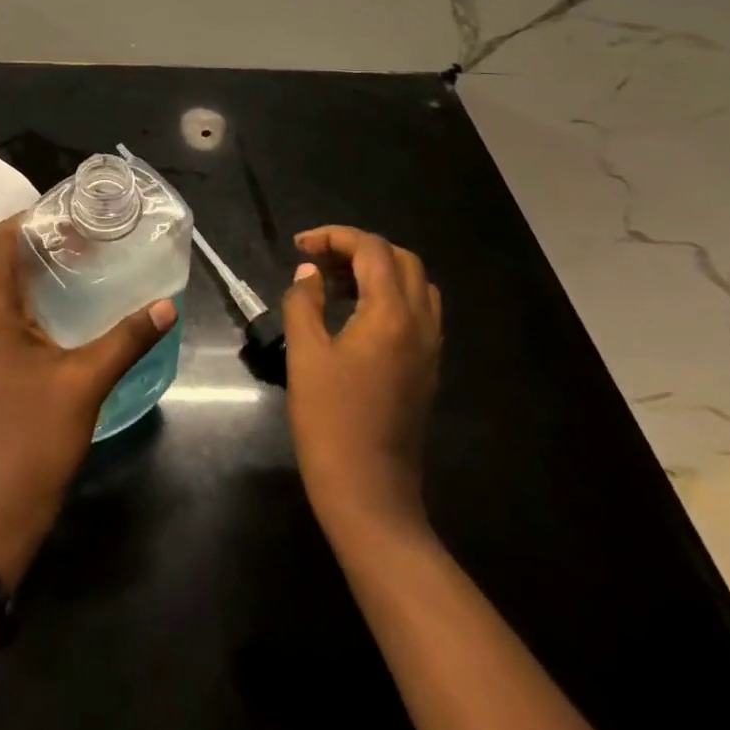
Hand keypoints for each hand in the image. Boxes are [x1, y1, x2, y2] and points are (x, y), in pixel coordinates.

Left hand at [0, 215, 177, 585]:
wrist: (0, 508)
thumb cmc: (37, 436)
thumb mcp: (88, 381)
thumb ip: (128, 339)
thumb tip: (167, 305)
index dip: (26, 218)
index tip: (63, 213)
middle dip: (33, 244)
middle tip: (77, 239)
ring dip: (28, 274)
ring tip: (71, 269)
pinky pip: (2, 319)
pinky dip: (26, 303)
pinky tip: (58, 318)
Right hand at [283, 226, 442, 546]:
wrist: (369, 493)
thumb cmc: (330, 420)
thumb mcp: (305, 353)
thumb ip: (305, 301)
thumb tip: (310, 273)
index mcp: (391, 315)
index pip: (372, 250)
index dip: (334, 237)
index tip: (299, 247)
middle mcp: (420, 324)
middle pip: (401, 260)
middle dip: (358, 248)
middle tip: (318, 260)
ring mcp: (429, 349)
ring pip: (414, 285)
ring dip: (377, 271)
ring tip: (334, 282)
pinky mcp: (426, 369)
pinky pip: (417, 312)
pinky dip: (389, 296)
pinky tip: (355, 313)